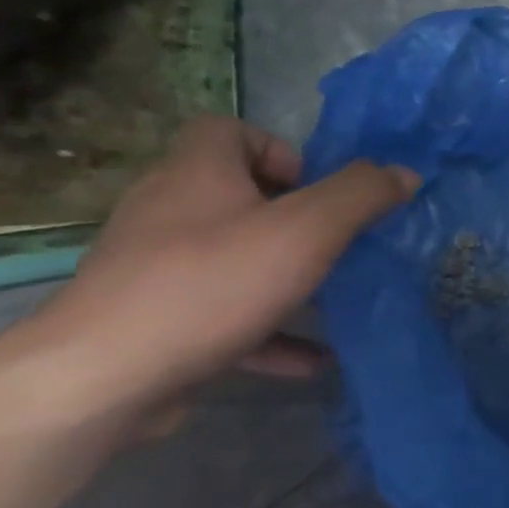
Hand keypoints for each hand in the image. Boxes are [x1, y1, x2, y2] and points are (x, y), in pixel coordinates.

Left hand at [37, 117, 415, 419]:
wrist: (104, 377)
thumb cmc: (213, 283)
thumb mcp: (308, 230)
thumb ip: (361, 196)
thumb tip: (404, 173)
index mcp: (197, 175)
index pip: (226, 130)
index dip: (277, 149)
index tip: (314, 190)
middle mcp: (167, 212)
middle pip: (234, 196)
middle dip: (292, 219)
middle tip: (333, 245)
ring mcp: (155, 269)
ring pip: (231, 259)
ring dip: (284, 277)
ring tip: (331, 301)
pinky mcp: (155, 321)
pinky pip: (224, 315)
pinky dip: (268, 331)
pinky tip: (311, 359)